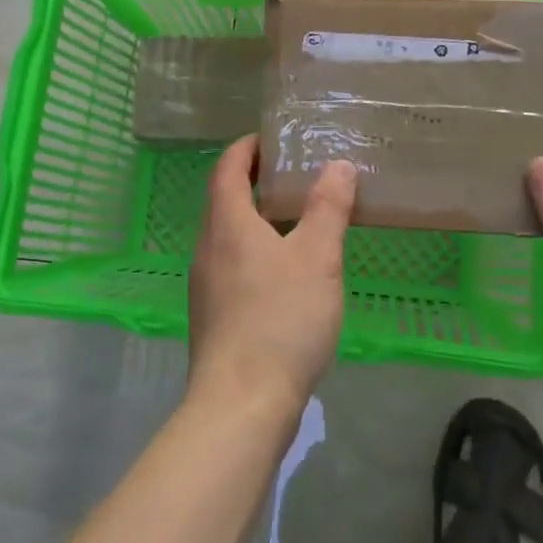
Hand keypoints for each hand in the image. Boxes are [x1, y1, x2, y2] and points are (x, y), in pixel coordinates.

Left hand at [188, 136, 357, 414]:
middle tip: (297, 176)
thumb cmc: (281, 319)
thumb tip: (337, 165)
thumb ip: (328, 208)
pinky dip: (255, 251)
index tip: (274, 139)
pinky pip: (232, 264)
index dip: (247, 147)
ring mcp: (205, 284)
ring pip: (228, 235)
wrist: (241, 404)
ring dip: (257, 219)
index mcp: (227, 223)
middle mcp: (207, 247)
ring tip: (298, 221)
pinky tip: (286, 273)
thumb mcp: (317, 258)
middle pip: (224, 199)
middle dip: (256, 181)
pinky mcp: (212, 315)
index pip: (227, 167)